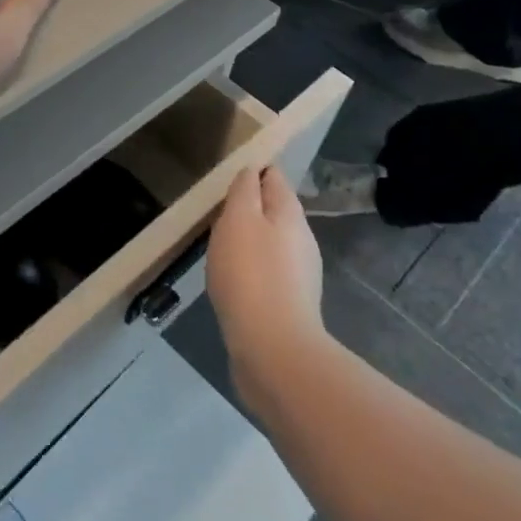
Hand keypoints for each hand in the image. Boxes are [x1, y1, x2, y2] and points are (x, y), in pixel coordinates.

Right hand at [207, 164, 327, 407]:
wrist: (273, 349)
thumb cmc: (250, 274)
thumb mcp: (238, 220)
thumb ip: (244, 191)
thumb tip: (251, 172)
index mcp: (290, 214)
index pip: (275, 178)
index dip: (255, 171)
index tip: (231, 172)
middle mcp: (302, 240)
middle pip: (276, 211)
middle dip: (251, 207)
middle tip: (219, 208)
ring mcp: (300, 275)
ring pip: (272, 243)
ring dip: (250, 239)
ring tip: (221, 243)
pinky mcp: (290, 304)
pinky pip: (268, 273)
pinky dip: (251, 268)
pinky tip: (233, 279)